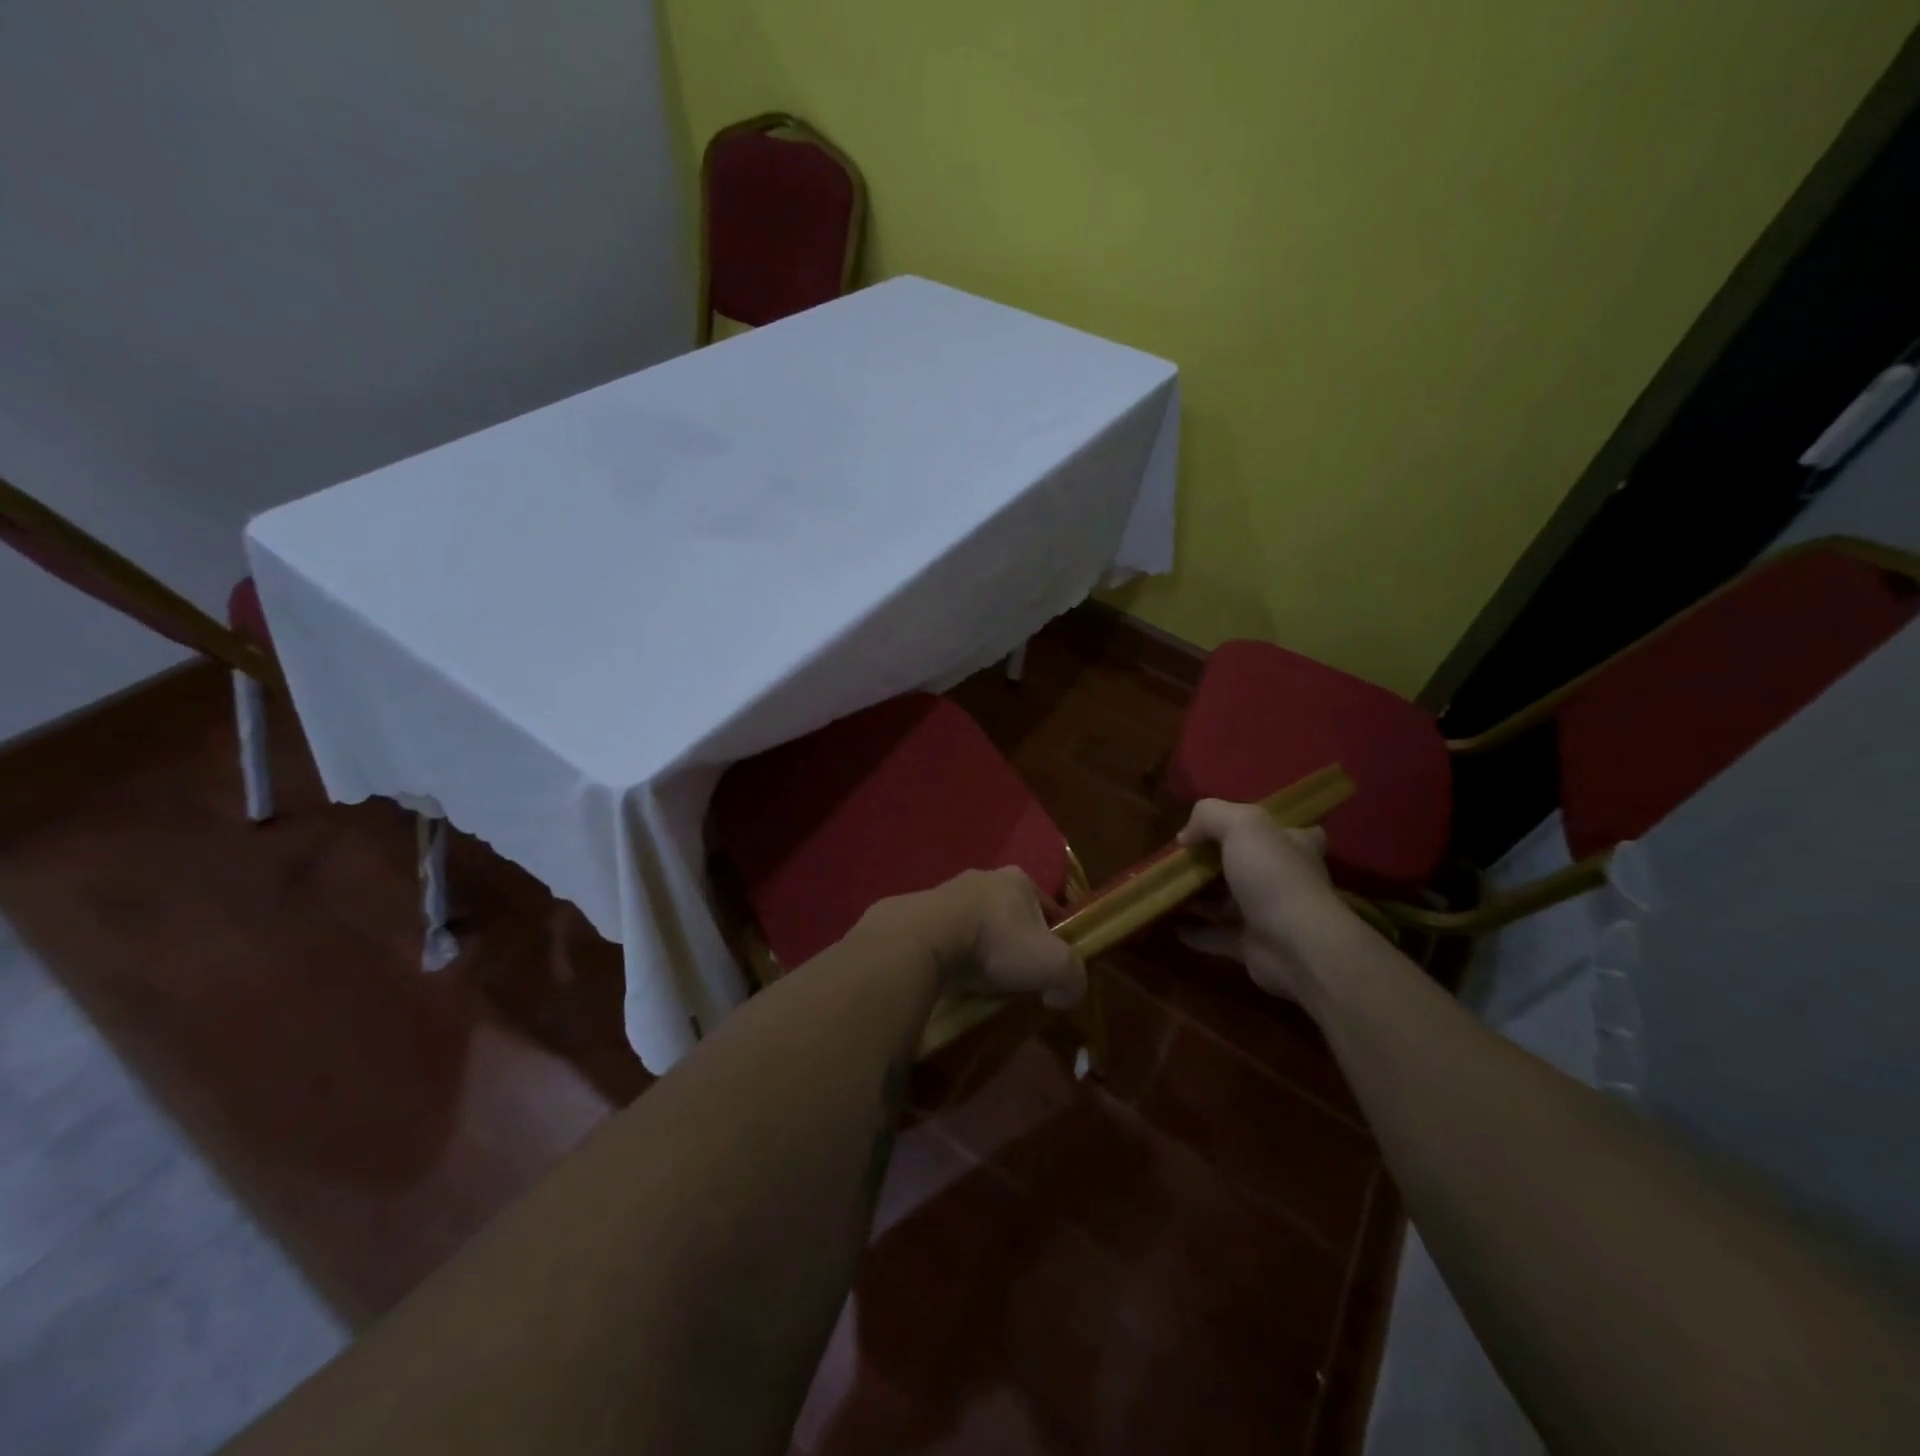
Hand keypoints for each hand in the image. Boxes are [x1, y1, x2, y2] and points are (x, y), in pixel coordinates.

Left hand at [864, 867, 1085, 1008]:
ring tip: (983, 979)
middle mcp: (985, 877)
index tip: (1053, 965)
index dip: (1055, 936)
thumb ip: (1073, 978)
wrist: (926, 937)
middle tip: (1018, 975)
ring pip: (976, 922)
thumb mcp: (1053, 964)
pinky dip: (954, 952)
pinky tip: (954, 975)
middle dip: (1015, 941)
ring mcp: (948, 891)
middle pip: (1010, 913)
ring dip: (982, 946)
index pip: (1047, 906)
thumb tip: (1065, 994)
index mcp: (1019, 879)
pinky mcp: (921, 911)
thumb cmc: (997, 942)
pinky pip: (947, 934)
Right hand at [1176, 800, 1362, 1007]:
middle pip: (1249, 866)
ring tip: (1168, 890)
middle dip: (1215, 864)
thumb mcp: (1242, 825)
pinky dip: (1195, 932)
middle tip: (1181, 861)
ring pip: (1229, 902)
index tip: (1235, 829)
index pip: (1289, 831)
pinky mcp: (1253, 945)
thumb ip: (1210, 816)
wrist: (1295, 946)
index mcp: (1293, 845)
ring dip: (1200, 899)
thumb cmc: (1273, 876)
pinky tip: (1171, 925)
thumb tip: (1185, 836)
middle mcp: (1285, 879)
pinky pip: (1217, 935)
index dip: (1265, 828)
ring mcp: (1269, 914)